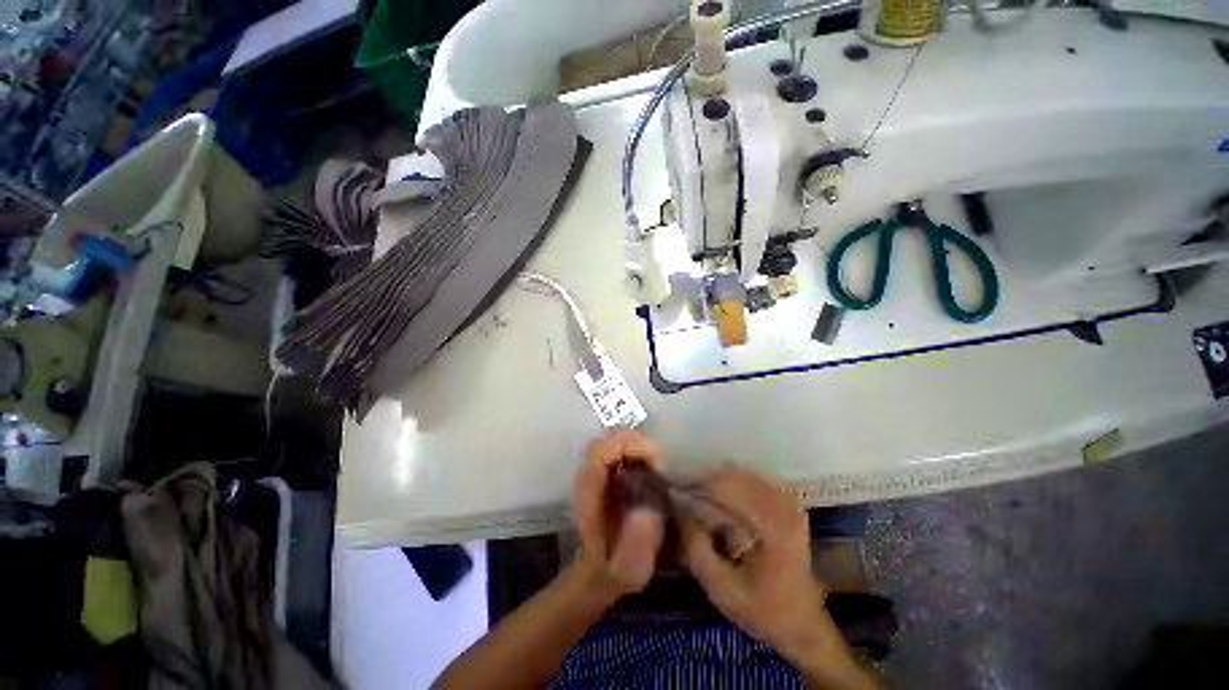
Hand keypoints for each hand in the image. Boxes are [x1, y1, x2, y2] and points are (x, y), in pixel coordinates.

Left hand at [571, 428, 664, 599]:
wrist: (600, 570)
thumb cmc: (614, 569)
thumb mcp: (628, 567)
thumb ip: (637, 542)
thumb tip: (647, 508)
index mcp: (590, 493)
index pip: (601, 450)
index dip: (629, 447)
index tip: (656, 463)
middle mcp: (590, 474)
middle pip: (610, 437)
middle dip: (639, 444)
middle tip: (661, 466)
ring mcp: (598, 470)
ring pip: (617, 438)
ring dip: (641, 445)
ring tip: (658, 467)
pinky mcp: (608, 470)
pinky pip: (623, 447)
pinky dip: (640, 450)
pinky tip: (652, 468)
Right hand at [681, 468, 832, 659]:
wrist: (803, 625)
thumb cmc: (762, 610)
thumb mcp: (721, 589)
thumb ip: (696, 548)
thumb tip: (678, 509)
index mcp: (772, 526)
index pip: (725, 487)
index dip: (696, 485)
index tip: (673, 491)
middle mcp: (783, 505)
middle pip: (733, 475)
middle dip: (704, 480)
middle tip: (682, 493)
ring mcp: (788, 501)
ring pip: (742, 473)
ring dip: (716, 480)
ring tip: (696, 493)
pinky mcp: (788, 503)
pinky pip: (752, 479)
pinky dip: (731, 483)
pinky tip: (719, 496)